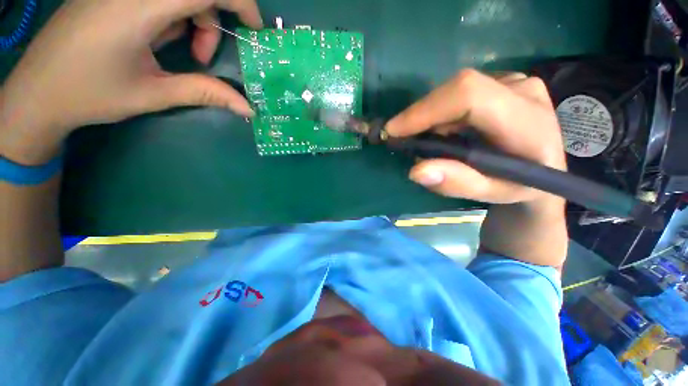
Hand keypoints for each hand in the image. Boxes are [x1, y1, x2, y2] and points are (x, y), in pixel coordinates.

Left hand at [0, 0, 261, 163]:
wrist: (38, 93)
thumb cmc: (90, 95)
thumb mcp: (154, 95)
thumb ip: (205, 92)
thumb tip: (247, 106)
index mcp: (137, 8)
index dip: (239, 1)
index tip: (255, 28)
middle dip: (212, 20)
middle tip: (203, 57)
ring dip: (193, 21)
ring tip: (183, 55)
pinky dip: (173, 16)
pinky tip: (160, 40)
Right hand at [386, 69, 568, 266]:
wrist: (542, 168)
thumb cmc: (518, 187)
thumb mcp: (490, 193)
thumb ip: (457, 183)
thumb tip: (416, 171)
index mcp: (529, 123)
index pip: (469, 96)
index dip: (425, 110)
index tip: (393, 130)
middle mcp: (524, 91)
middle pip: (458, 88)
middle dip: (422, 115)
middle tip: (402, 138)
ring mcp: (516, 81)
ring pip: (456, 90)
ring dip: (430, 115)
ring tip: (425, 139)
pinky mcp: (504, 81)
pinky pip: (461, 92)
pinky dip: (441, 112)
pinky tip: (441, 130)